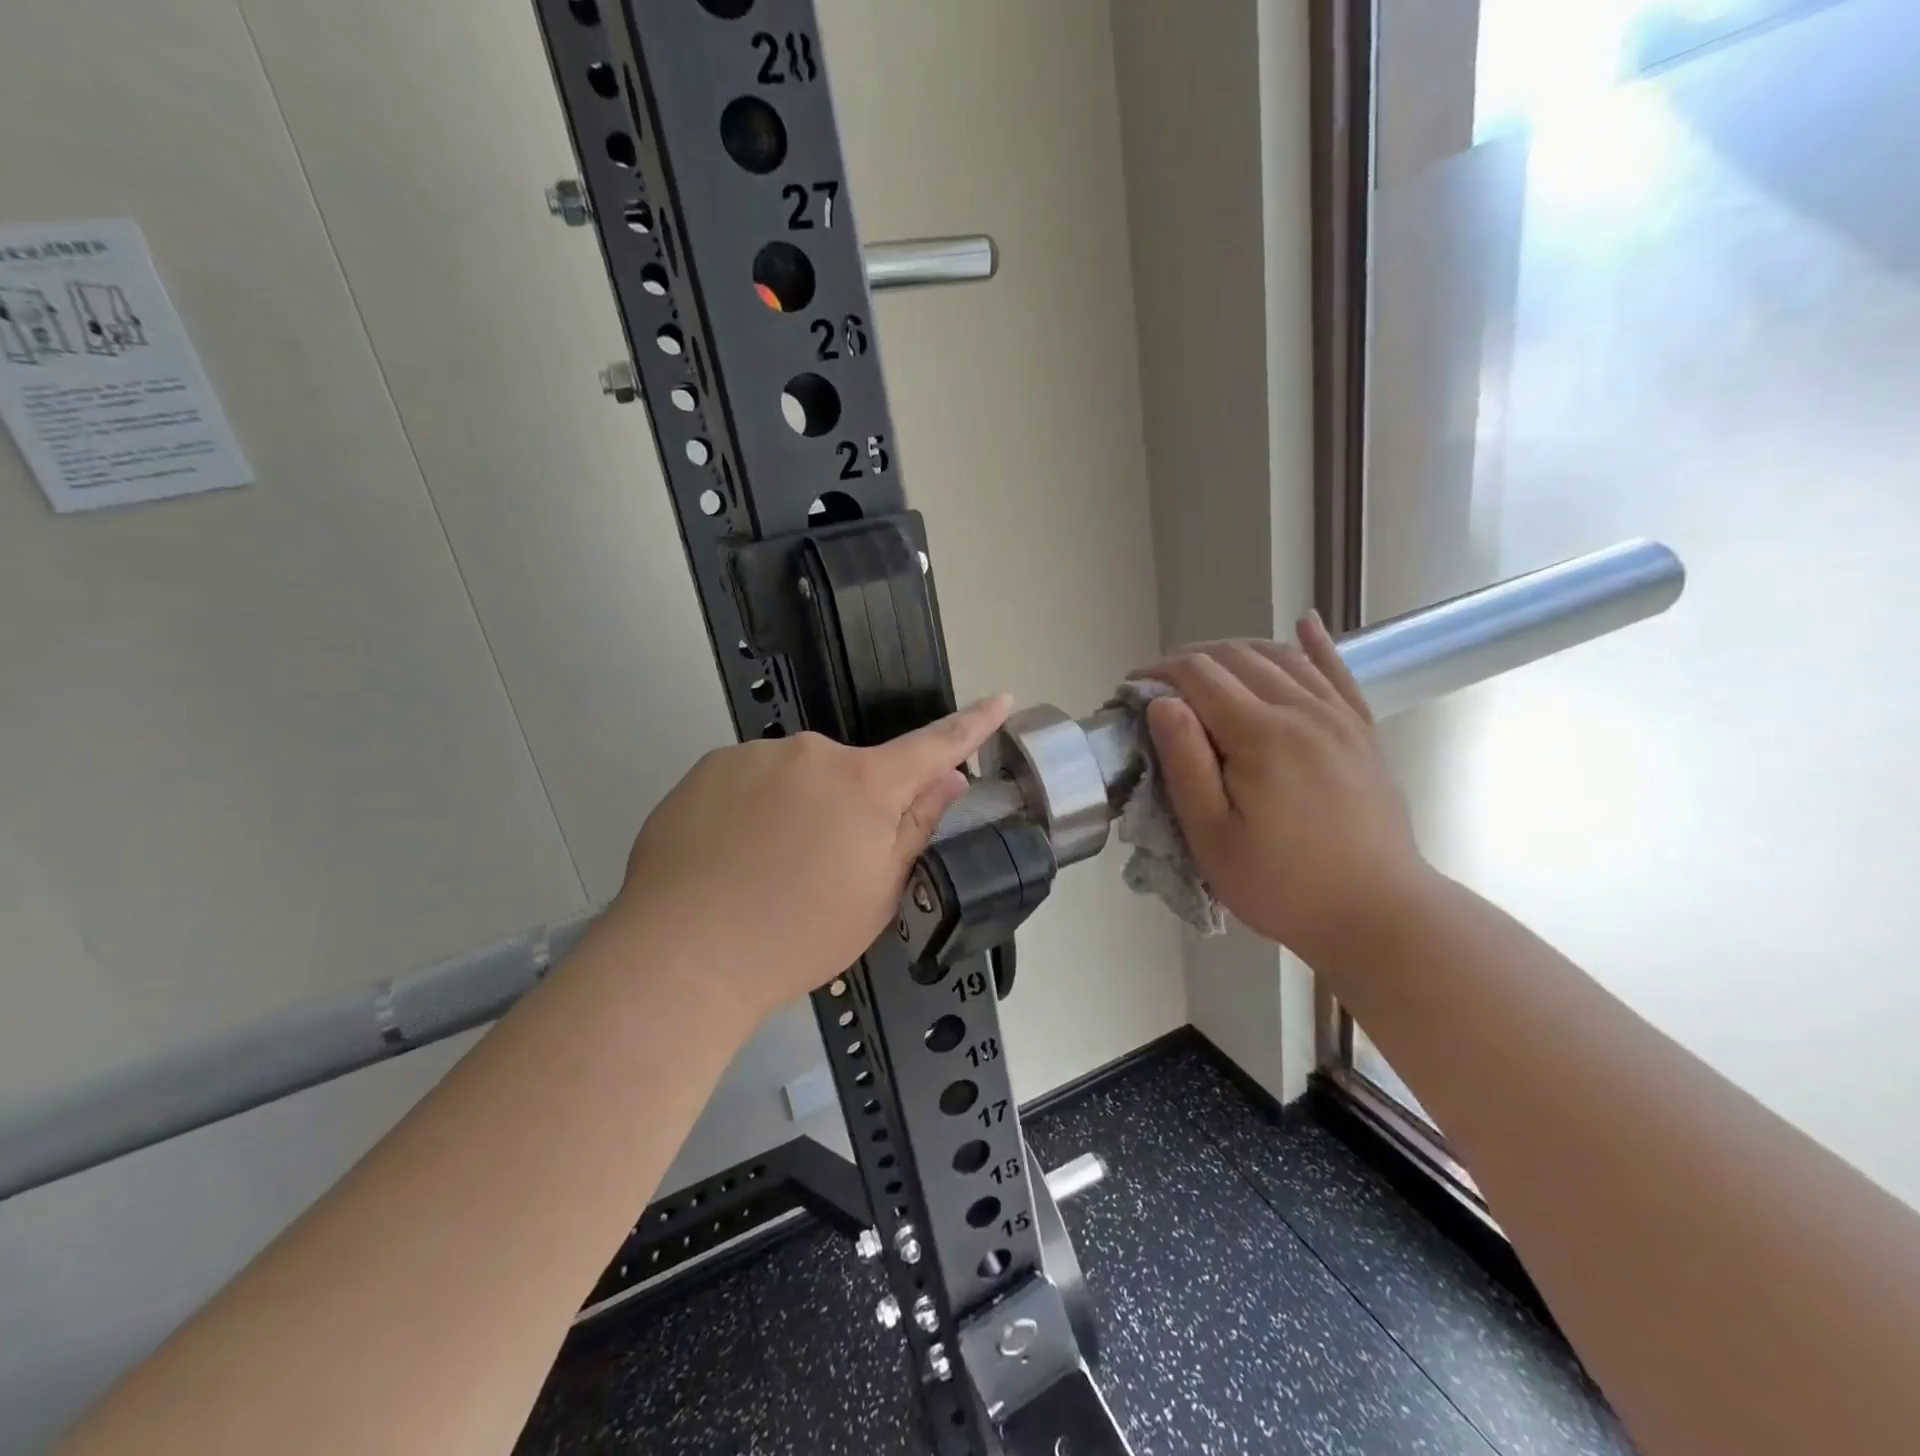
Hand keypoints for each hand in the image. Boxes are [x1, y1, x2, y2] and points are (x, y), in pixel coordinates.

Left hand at [613, 696, 1012, 1021]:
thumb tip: (947, 780)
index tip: (1001, 698)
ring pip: (797, 778)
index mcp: (865, 784)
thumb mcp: (878, 893)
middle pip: (853, 774)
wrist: (681, 954)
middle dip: (851, 809)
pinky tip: (729, 858)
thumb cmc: (797, 935)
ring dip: (797, 811)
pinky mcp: (708, 767)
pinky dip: (752, 811)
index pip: (934, 745)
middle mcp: (812, 753)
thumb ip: (916, 827)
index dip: (972, 724)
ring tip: (765, 872)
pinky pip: (750, 782)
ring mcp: (755, 755)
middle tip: (823, 869)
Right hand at [1136, 613, 1427, 962]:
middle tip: (1158, 687)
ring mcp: (1339, 718)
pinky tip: (1304, 624)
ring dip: (1236, 652)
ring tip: (1205, 668)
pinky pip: (1337, 673)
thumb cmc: (1282, 884)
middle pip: (1236, 657)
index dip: (1158, 673)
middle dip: (1189, 660)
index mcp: (1260, 735)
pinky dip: (1316, 645)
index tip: (1130, 689)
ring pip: (1281, 657)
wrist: (1379, 915)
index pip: (1198, 675)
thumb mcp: (1213, 836)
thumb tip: (1161, 702)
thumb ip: (1186, 763)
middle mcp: (1302, 710)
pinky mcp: (1362, 732)